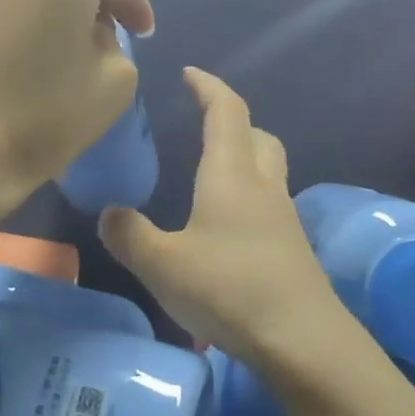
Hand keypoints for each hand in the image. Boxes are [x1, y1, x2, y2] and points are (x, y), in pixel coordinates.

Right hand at [98, 67, 342, 362]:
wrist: (304, 342)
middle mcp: (262, 186)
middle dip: (230, 120)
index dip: (208, 86)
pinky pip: (268, 202)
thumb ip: (130, 235)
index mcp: (231, 174)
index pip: (225, 111)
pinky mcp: (291, 248)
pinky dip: (247, 195)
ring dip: (243, 156)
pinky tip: (225, 226)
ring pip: (267, 168)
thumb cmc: (230, 289)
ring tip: (209, 174)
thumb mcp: (163, 264)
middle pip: (256, 134)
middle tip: (202, 123)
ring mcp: (283, 218)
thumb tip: (110, 213)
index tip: (189, 73)